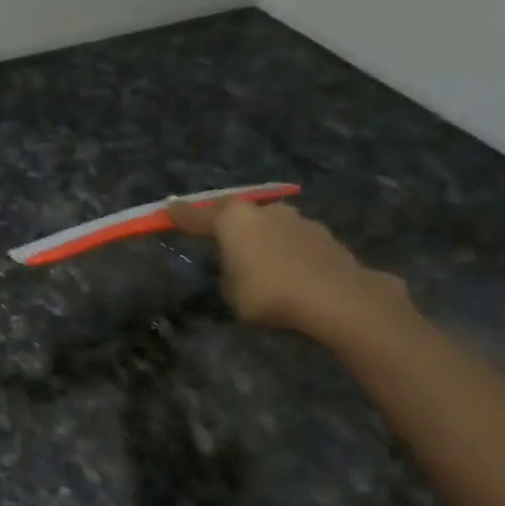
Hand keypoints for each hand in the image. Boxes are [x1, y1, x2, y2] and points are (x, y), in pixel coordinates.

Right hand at [166, 196, 408, 341]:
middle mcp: (263, 211)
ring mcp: (296, 219)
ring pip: (267, 225)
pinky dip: (285, 251)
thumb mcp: (231, 291)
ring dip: (260, 238)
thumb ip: (229, 272)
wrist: (337, 297)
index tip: (167, 208)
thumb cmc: (269, 293)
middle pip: (236, 215)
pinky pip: (291, 240)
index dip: (180, 215)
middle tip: (219, 238)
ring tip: (259, 261)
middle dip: (227, 225)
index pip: (197, 216)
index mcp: (233, 220)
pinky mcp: (322, 235)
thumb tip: (240, 265)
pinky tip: (288, 270)